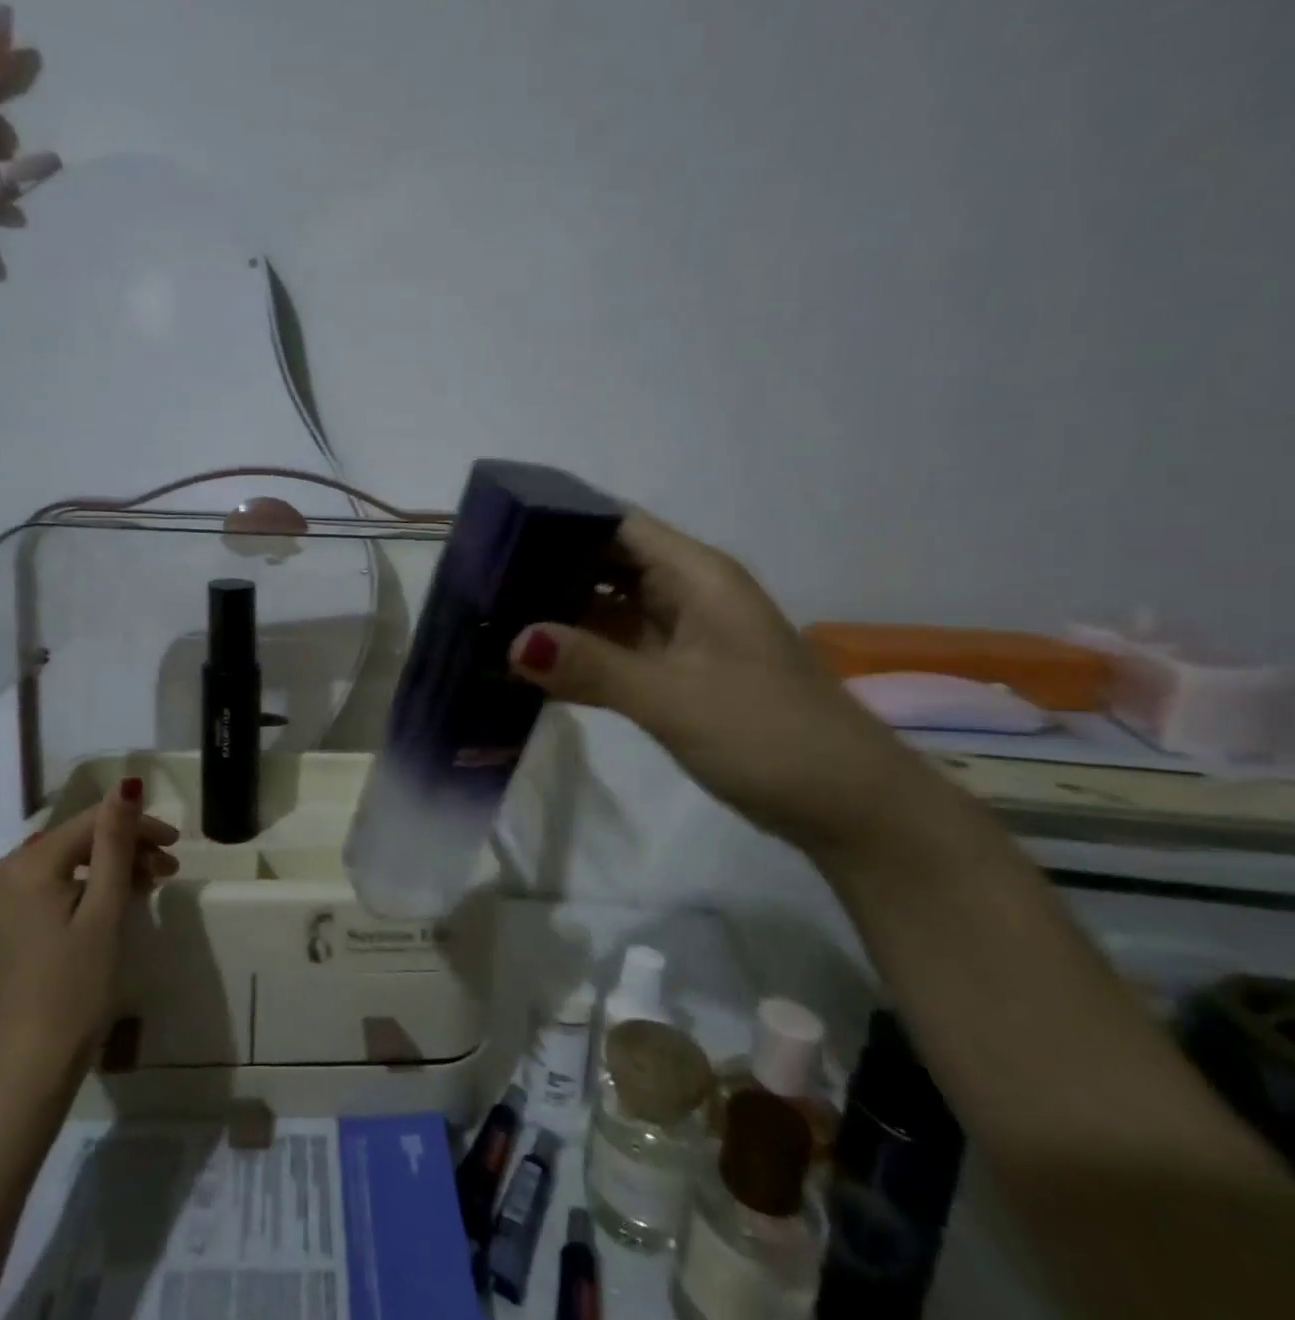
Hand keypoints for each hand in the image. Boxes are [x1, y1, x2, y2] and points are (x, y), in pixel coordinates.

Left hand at [0, 778, 178, 1075]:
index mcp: (24, 866)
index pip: (90, 824)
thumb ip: (114, 843)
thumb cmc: (77, 986)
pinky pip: (42, 887)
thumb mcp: (104, 910)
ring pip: (60, 864)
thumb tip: (127, 786)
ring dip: (104, 869)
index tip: (176, 843)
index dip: (137, 826)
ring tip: (145, 887)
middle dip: (123, 849)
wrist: (31, 1065)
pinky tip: (106, 903)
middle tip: (166, 870)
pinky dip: (77, 888)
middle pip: (73, 842)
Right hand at [507, 508, 925, 856]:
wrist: (849, 807)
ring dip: (557, 613)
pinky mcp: (677, 673)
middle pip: (605, 563)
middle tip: (478, 580)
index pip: (616, 524)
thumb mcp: (674, 699)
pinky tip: (531, 664)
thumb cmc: (770, 736)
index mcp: (696, 576)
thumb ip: (592, 668)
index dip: (559, 520)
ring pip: (607, 608)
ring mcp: (681, 635)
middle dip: (547, 568)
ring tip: (491, 615)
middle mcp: (686, 594)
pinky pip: (615, 649)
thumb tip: (513, 642)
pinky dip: (578, 653)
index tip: (496, 530)